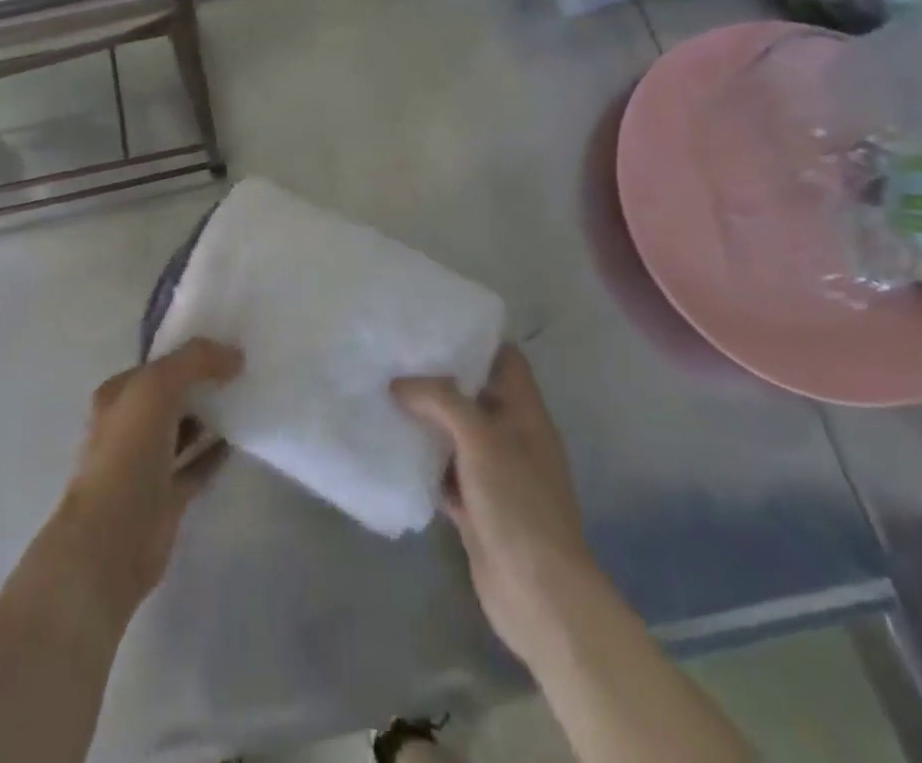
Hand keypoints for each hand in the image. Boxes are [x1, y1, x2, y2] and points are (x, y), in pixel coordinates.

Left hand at [50, 338, 242, 625]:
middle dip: (203, 382)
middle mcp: (129, 425)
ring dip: (211, 416)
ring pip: (184, 430)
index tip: (229, 343)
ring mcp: (147, 463)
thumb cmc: (127, 453)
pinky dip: (215, 453)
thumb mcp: (157, 387)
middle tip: (246, 369)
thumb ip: (195, 361)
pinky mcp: (166, 497)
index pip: (158, 364)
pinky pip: (196, 466)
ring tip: (248, 398)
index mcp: (118, 395)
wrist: (112, 540)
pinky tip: (241, 440)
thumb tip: (234, 354)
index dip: (190, 353)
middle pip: (172, 395)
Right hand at [391, 345, 594, 663]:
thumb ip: (441, 401)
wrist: (539, 595)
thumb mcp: (481, 438)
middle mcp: (511, 437)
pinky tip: (390, 445)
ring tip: (383, 392)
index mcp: (525, 413)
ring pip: (454, 433)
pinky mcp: (475, 506)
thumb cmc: (518, 504)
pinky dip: (422, 460)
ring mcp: (493, 474)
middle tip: (395, 357)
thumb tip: (399, 383)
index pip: (505, 360)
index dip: (475, 341)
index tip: (433, 326)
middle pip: (474, 394)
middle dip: (438, 378)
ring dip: (425, 419)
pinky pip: (443, 471)